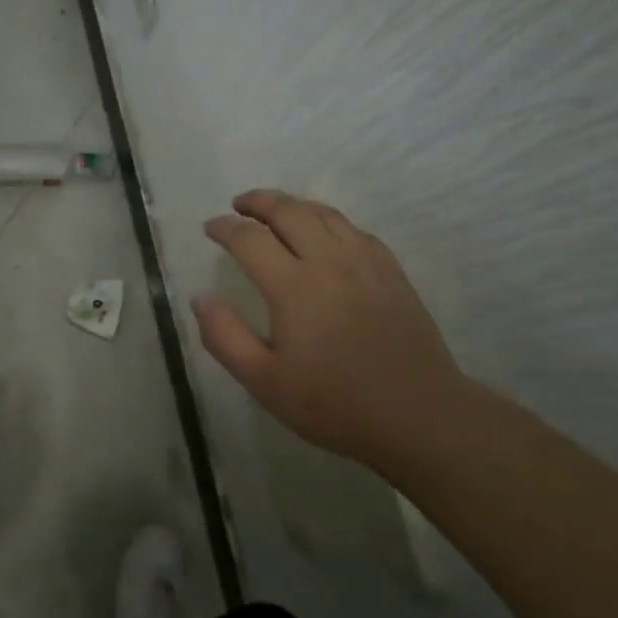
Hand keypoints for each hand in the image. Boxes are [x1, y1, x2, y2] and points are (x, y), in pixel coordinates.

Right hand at [194, 189, 468, 466]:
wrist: (418, 416)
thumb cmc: (334, 404)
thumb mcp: (264, 382)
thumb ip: (224, 336)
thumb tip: (200, 296)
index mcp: (293, 287)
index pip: (249, 239)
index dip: (224, 227)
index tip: (210, 227)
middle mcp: (329, 262)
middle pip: (289, 211)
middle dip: (258, 201)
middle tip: (239, 205)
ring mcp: (366, 263)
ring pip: (325, 214)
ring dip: (294, 204)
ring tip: (276, 210)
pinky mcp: (392, 272)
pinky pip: (355, 230)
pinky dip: (330, 221)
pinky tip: (325, 234)